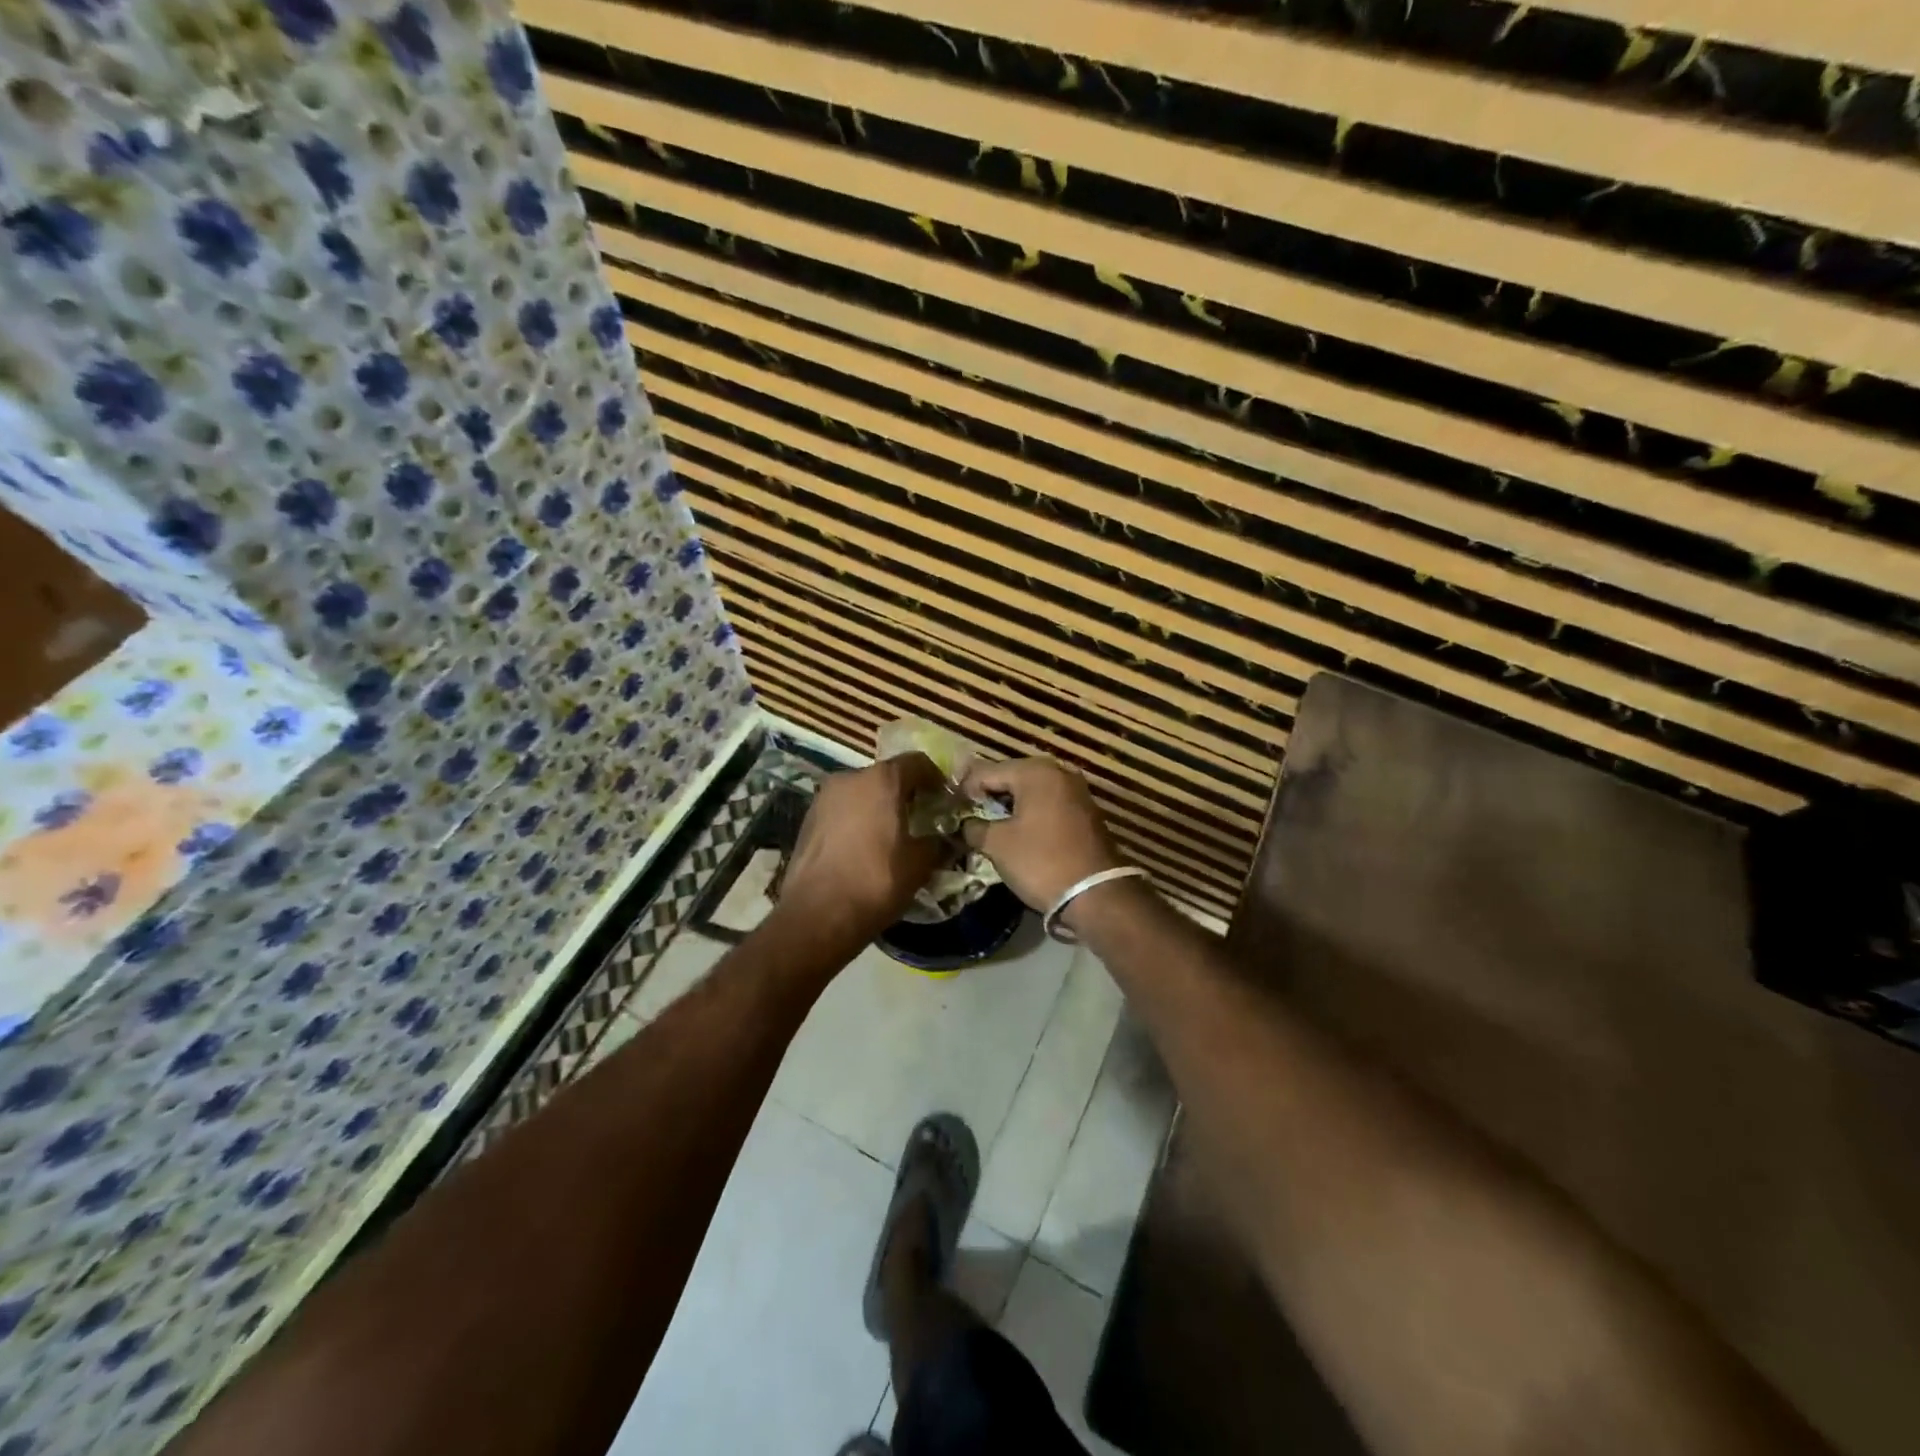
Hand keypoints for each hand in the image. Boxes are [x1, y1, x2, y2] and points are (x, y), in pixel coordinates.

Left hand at [778, 753, 947, 952]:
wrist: (817, 915)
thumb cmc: (876, 881)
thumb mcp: (920, 863)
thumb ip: (937, 843)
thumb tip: (945, 839)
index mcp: (882, 780)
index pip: (917, 762)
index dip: (935, 778)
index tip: (945, 799)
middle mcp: (849, 778)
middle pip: (886, 776)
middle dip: (905, 794)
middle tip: (921, 818)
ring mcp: (824, 798)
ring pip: (861, 793)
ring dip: (879, 807)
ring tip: (892, 835)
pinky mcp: (808, 820)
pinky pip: (842, 811)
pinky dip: (857, 821)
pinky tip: (865, 848)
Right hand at [960, 758, 1123, 913]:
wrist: (1096, 894)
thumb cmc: (1041, 861)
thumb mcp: (997, 845)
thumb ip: (974, 827)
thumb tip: (964, 823)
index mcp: (1035, 771)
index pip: (986, 772)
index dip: (964, 789)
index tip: (949, 808)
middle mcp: (1058, 772)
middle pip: (1010, 777)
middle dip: (988, 795)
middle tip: (966, 814)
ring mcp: (1076, 791)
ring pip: (1031, 792)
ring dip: (1009, 805)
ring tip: (987, 824)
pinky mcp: (1085, 812)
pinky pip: (1048, 804)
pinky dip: (1030, 814)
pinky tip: (1016, 831)